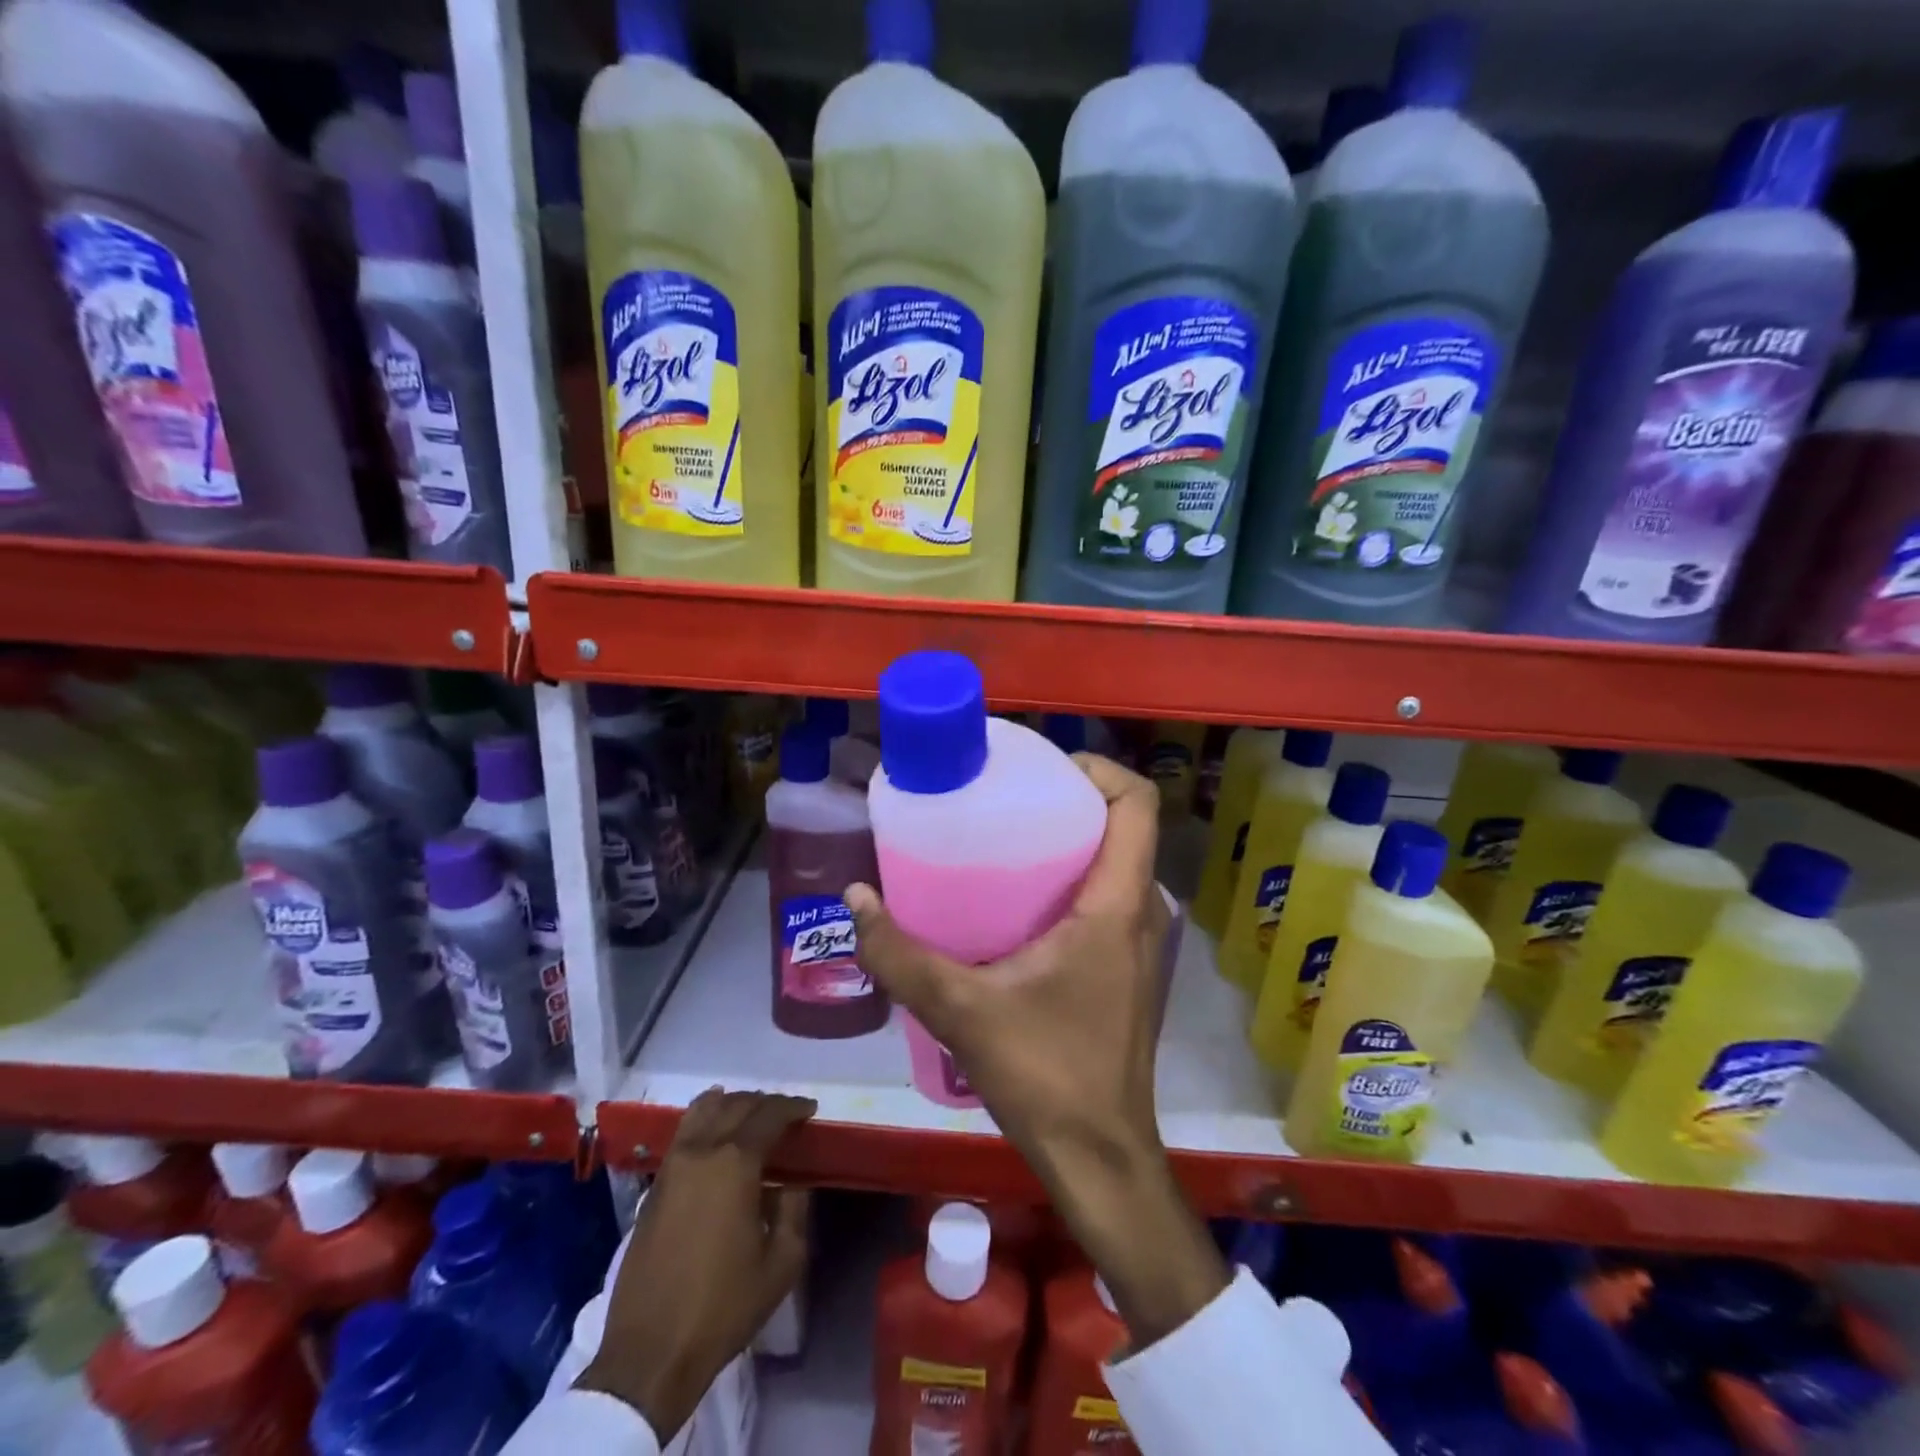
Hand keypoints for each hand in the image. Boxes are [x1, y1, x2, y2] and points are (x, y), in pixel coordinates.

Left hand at [579, 1089, 814, 1440]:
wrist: (651, 1352)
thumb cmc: (724, 1306)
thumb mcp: (782, 1263)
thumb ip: (795, 1210)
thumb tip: (792, 1183)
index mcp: (735, 1163)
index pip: (769, 1115)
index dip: (793, 1107)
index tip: (809, 1110)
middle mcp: (701, 1151)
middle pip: (736, 1105)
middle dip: (765, 1103)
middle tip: (786, 1115)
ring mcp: (672, 1166)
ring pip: (703, 1109)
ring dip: (732, 1104)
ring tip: (750, 1116)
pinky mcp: (654, 1186)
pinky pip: (684, 1132)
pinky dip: (705, 1119)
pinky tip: (715, 1132)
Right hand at [846, 754, 1228, 1347]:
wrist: (1101, 1157)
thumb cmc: (1046, 1075)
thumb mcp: (962, 1010)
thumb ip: (901, 954)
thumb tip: (855, 899)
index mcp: (1118, 903)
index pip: (1137, 802)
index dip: (1096, 768)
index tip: (1040, 767)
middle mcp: (1143, 911)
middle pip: (1123, 824)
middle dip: (1069, 797)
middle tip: (1004, 796)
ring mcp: (1141, 941)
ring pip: (1116, 861)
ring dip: (1070, 839)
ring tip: (1004, 838)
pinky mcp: (1128, 967)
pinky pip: (1108, 895)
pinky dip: (1073, 877)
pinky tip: (1017, 900)